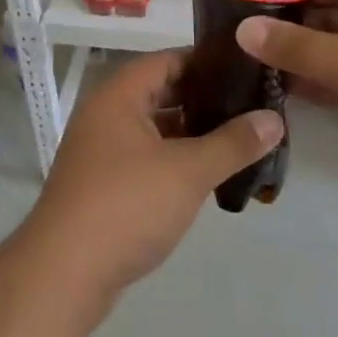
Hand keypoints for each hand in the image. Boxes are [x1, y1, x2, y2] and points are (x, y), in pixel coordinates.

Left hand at [18, 51, 282, 311]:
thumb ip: (233, 143)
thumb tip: (274, 118)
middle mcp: (105, 116)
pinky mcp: (103, 186)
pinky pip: (147, 159)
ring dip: (192, 133)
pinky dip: (175, 160)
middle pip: (161, 94)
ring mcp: (101, 152)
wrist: (63, 275)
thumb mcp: (188, 171)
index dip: (206, 61)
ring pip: (155, 130)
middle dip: (204, 100)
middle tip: (251, 104)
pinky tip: (208, 174)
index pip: (167, 61)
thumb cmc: (126, 206)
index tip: (247, 68)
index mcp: (119, 96)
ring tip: (239, 137)